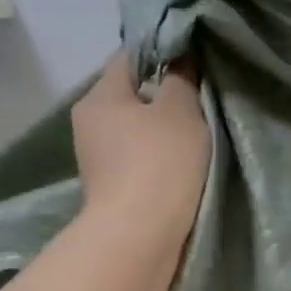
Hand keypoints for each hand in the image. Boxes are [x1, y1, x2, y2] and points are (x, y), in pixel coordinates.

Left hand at [72, 51, 210, 247]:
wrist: (140, 238)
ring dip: (161, 134)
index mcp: (99, 97)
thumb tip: (180, 59)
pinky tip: (182, 168)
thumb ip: (182, 79)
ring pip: (135, 132)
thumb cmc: (159, 164)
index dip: (162, 53)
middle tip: (201, 102)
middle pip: (131, 97)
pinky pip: (138, 162)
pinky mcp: (110, 192)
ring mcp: (97, 162)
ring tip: (197, 138)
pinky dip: (158, 161)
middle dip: (163, 98)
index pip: (129, 57)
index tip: (194, 62)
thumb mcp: (180, 111)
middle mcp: (89, 125)